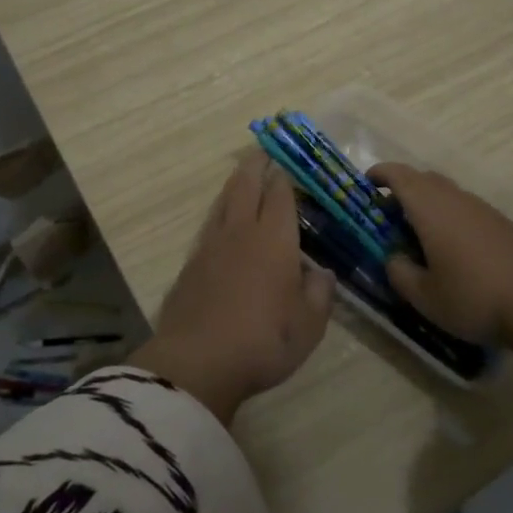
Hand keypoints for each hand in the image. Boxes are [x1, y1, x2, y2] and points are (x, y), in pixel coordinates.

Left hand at [129, 153, 335, 423]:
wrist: (197, 362)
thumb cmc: (264, 341)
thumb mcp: (309, 325)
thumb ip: (319, 293)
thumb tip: (320, 272)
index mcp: (275, 239)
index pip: (281, 194)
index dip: (286, 176)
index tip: (290, 162)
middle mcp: (242, 231)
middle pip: (247, 185)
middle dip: (256, 165)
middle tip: (263, 151)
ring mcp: (211, 245)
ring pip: (224, 200)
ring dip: (236, 183)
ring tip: (243, 175)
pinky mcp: (191, 264)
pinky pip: (210, 224)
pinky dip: (221, 211)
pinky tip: (222, 220)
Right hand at [370, 162, 512, 347]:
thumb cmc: (474, 298)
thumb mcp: (425, 297)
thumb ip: (400, 273)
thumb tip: (393, 258)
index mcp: (431, 209)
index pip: (400, 176)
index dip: (380, 174)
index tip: (366, 183)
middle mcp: (457, 199)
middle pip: (424, 179)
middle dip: (402, 188)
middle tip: (387, 212)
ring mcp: (484, 209)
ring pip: (447, 192)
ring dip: (428, 202)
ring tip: (418, 232)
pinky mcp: (503, 223)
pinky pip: (467, 207)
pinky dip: (450, 215)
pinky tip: (453, 247)